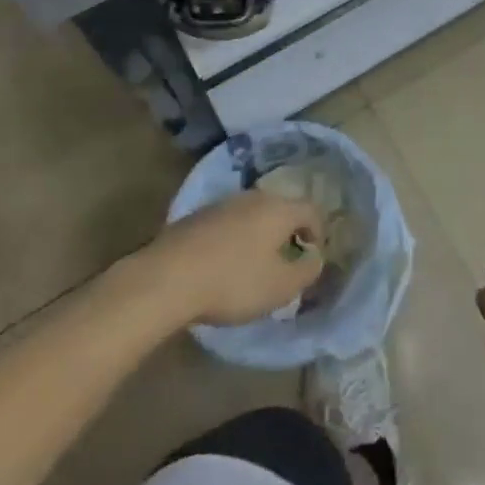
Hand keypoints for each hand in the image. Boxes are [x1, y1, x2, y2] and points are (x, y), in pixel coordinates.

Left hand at [138, 192, 324, 326]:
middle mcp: (254, 197)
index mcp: (279, 209)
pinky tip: (221, 265)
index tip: (312, 257)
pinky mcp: (195, 217)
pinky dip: (232, 239)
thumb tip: (315, 258)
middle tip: (284, 261)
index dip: (318, 233)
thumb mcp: (280, 287)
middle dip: (287, 232)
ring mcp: (222, 204)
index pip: (312, 210)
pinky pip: (226, 224)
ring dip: (258, 235)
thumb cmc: (233, 282)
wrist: (165, 278)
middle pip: (281, 209)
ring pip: (252, 214)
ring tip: (252, 265)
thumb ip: (307, 271)